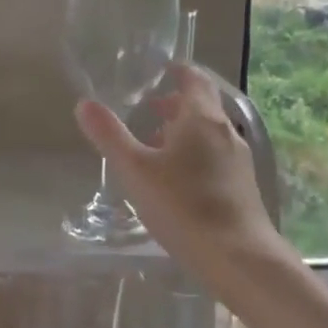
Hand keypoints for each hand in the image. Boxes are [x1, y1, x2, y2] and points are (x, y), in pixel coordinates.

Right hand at [74, 64, 278, 280]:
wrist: (238, 256)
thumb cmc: (182, 205)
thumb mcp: (135, 170)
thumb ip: (109, 135)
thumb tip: (84, 104)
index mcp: (201, 118)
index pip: (194, 79)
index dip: (178, 72)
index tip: (160, 71)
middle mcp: (226, 131)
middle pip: (202, 106)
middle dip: (176, 105)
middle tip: (148, 110)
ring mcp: (239, 160)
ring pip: (209, 134)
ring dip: (184, 132)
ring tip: (156, 147)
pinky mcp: (243, 186)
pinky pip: (216, 157)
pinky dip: (196, 155)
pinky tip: (177, 181)